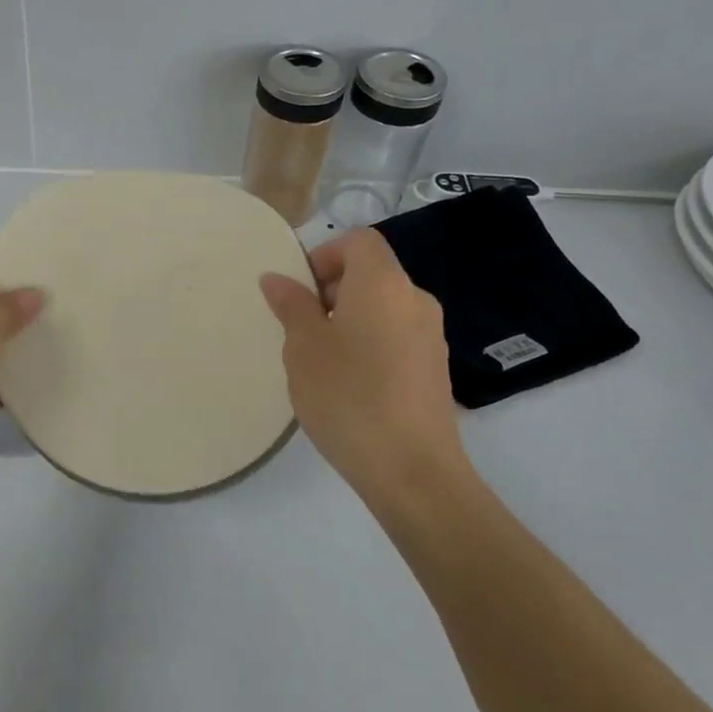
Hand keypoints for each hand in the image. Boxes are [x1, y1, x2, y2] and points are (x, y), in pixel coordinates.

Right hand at [259, 229, 470, 504]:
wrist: (412, 470)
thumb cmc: (348, 396)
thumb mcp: (304, 348)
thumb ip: (291, 306)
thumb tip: (277, 278)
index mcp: (384, 284)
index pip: (359, 241)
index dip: (324, 255)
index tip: (299, 292)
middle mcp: (415, 300)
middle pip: (371, 273)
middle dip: (331, 290)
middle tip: (301, 328)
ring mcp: (431, 336)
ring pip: (383, 307)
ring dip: (349, 319)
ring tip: (321, 360)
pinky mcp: (435, 369)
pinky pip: (396, 336)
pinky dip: (370, 343)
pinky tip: (349, 385)